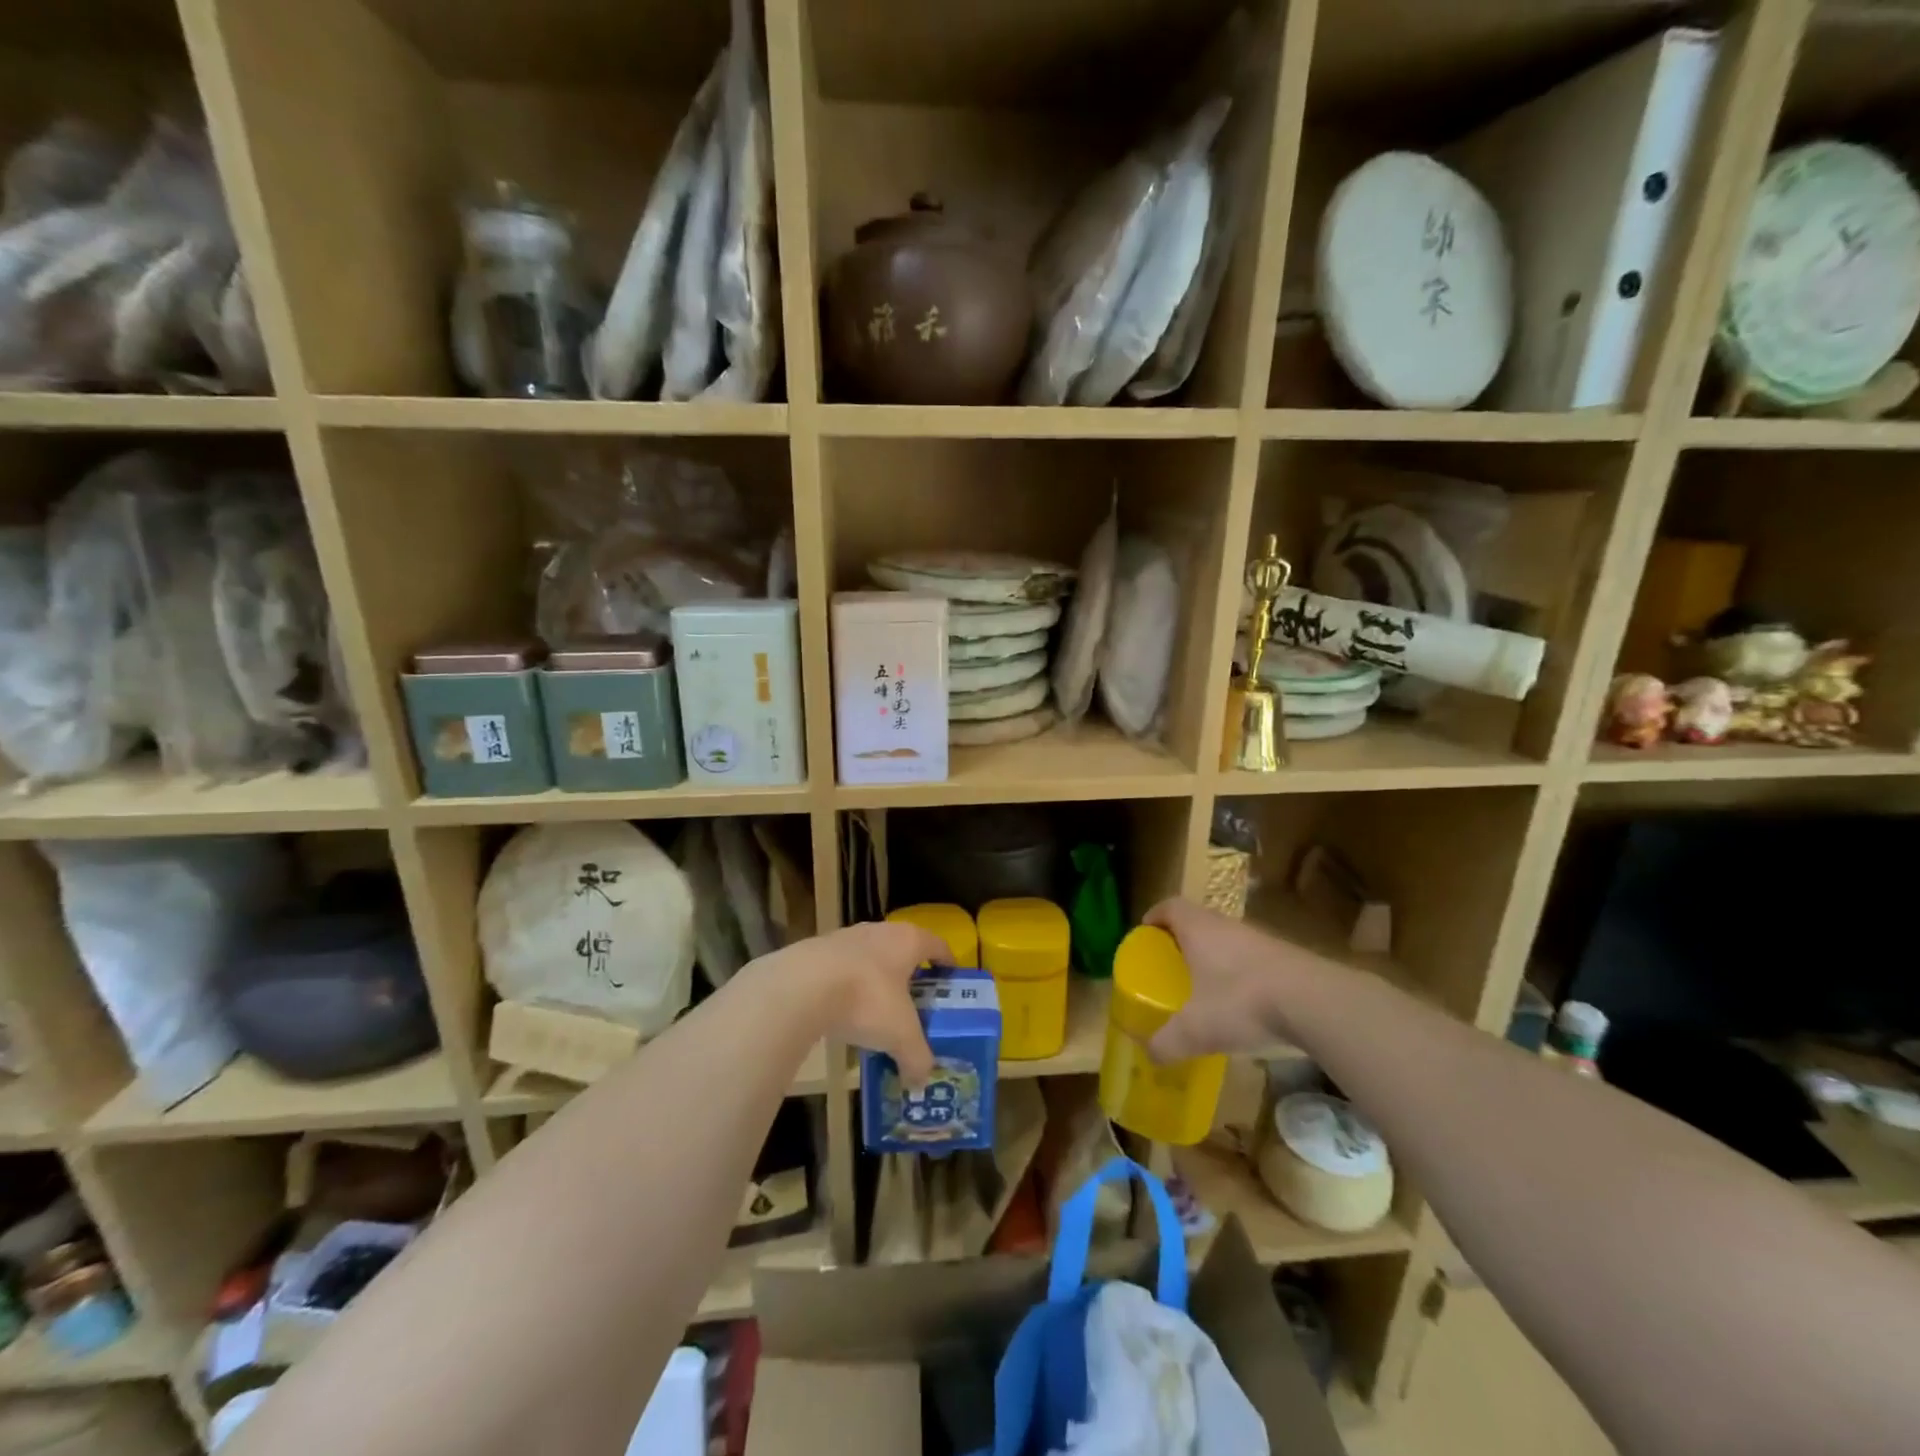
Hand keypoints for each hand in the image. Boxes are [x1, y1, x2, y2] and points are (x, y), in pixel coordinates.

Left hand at [758, 921, 947, 1085]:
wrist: (801, 986)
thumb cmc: (866, 999)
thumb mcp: (900, 1035)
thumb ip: (916, 1057)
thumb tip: (921, 1082)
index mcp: (908, 941)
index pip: (937, 945)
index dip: (947, 962)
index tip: (951, 979)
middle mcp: (879, 931)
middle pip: (902, 949)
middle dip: (910, 975)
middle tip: (915, 1003)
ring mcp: (846, 937)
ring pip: (870, 957)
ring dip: (876, 980)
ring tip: (877, 1011)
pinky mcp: (817, 950)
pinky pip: (842, 968)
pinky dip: (848, 986)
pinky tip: (843, 1012)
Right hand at [1144, 897, 1308, 1061]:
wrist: (1315, 1002)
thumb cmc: (1242, 1002)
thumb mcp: (1196, 1030)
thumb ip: (1168, 1042)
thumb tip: (1150, 1055)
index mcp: (1198, 929)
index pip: (1170, 907)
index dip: (1155, 916)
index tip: (1146, 933)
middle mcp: (1227, 925)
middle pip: (1198, 920)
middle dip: (1182, 938)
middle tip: (1171, 963)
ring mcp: (1260, 939)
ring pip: (1227, 938)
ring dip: (1213, 955)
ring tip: (1205, 984)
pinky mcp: (1286, 957)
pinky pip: (1252, 957)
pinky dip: (1240, 972)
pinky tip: (1242, 1002)